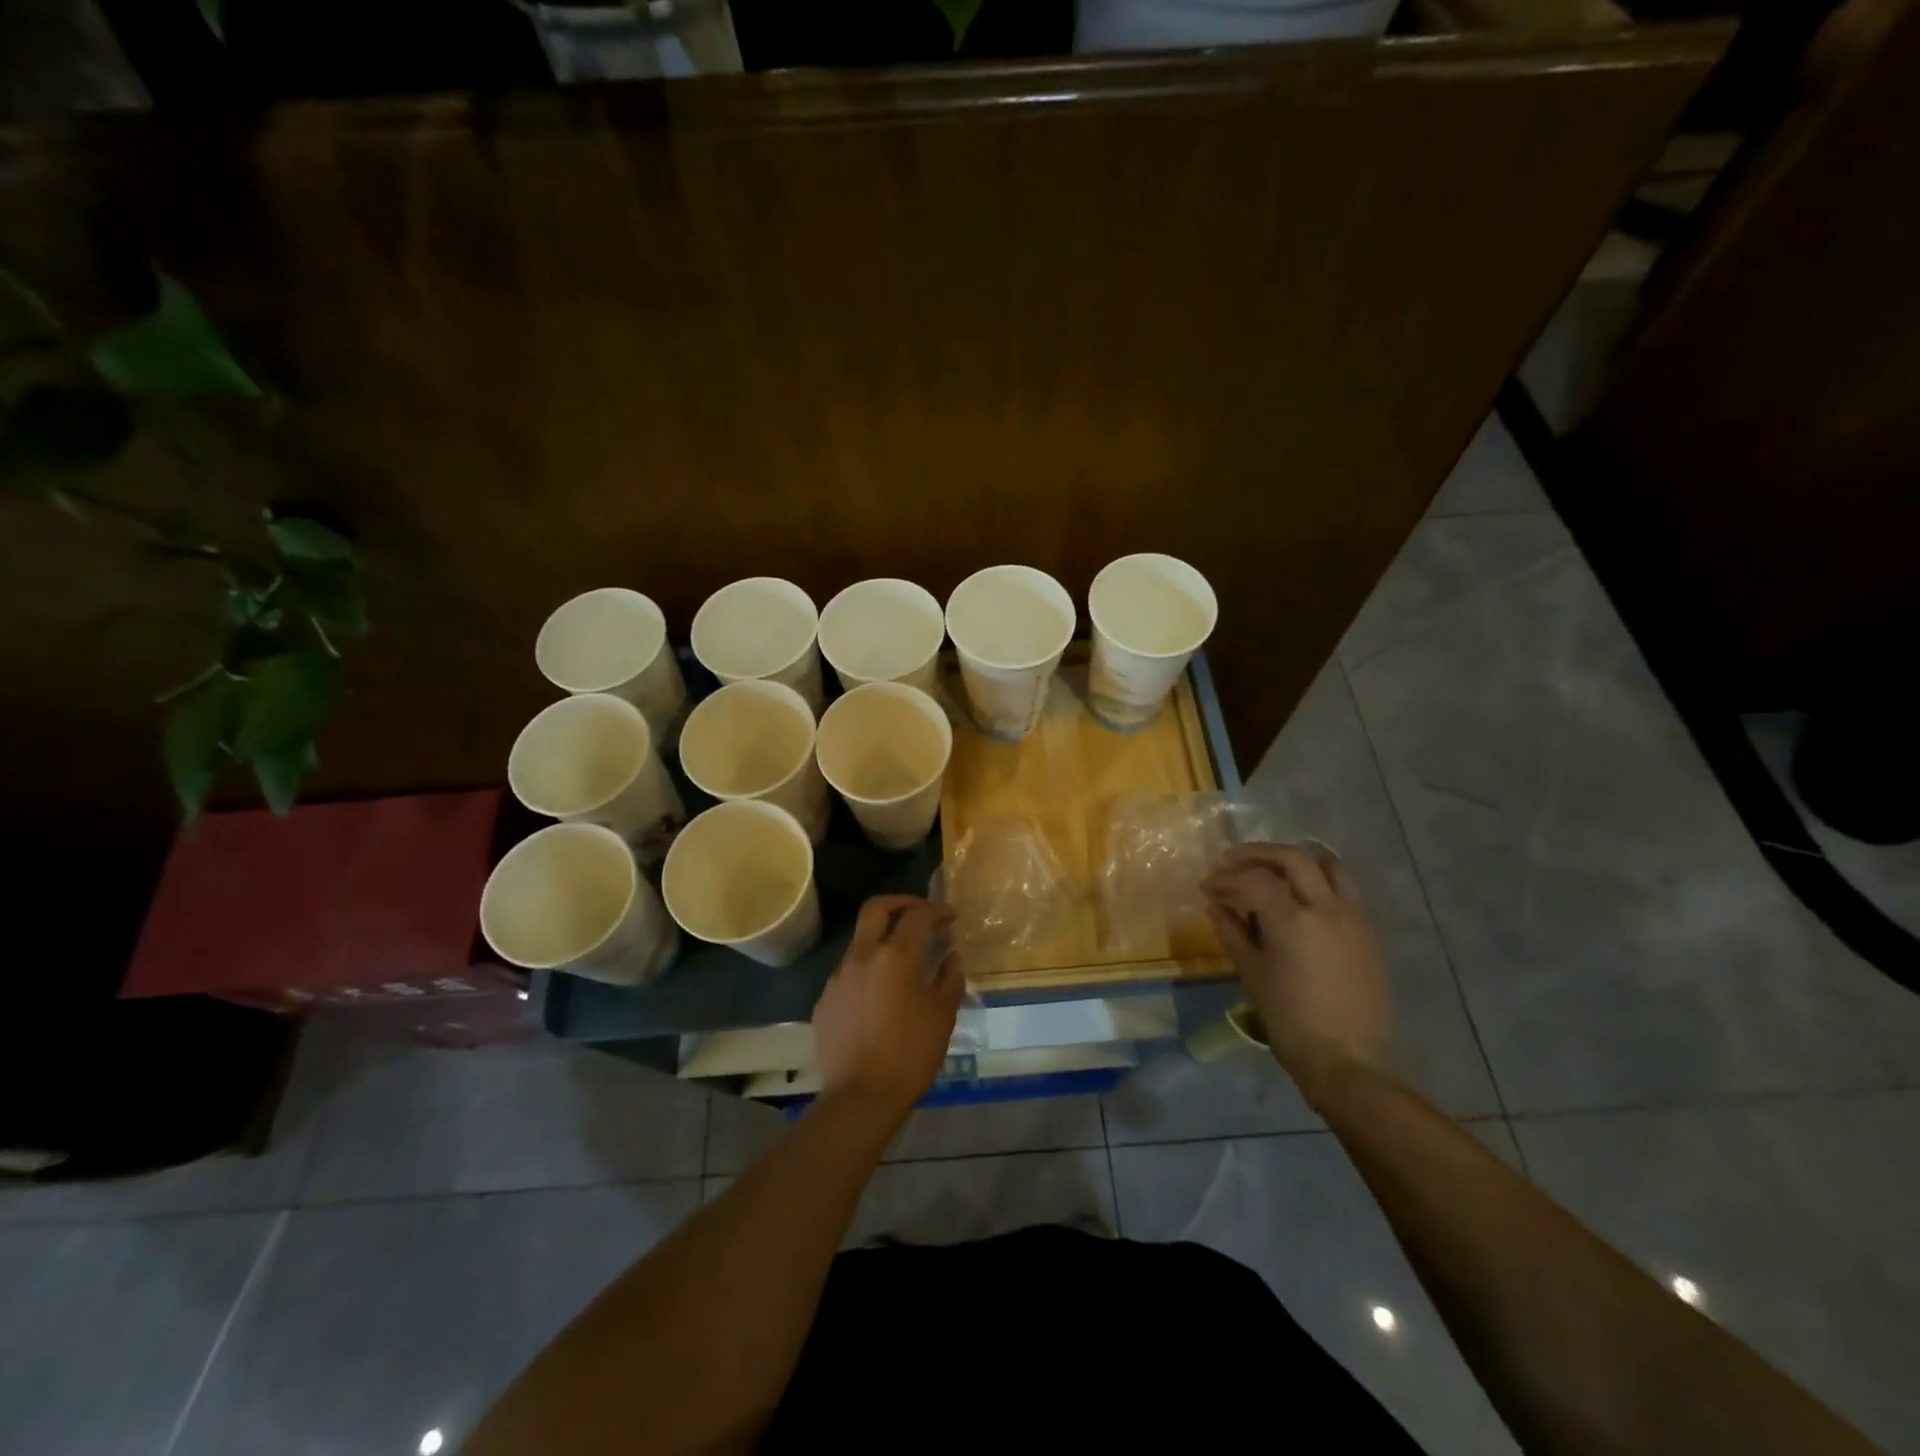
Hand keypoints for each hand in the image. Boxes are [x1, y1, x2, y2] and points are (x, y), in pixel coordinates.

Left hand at [813, 895, 963, 1121]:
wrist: (860, 1097)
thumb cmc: (909, 1054)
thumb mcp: (942, 1016)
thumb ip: (949, 979)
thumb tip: (951, 957)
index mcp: (894, 956)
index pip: (917, 916)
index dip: (936, 910)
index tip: (950, 916)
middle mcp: (862, 956)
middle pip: (876, 908)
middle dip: (901, 902)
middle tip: (920, 912)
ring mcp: (838, 977)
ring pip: (860, 940)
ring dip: (882, 938)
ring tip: (902, 958)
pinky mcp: (825, 1000)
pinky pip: (848, 972)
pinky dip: (867, 969)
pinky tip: (880, 993)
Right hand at [1201, 843, 1392, 1109]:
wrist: (1349, 1062)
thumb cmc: (1291, 1022)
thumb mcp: (1252, 974)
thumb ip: (1233, 932)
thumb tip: (1217, 905)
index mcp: (1293, 921)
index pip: (1254, 880)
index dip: (1226, 879)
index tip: (1207, 887)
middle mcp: (1328, 909)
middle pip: (1293, 858)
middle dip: (1258, 854)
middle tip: (1232, 862)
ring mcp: (1355, 919)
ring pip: (1329, 866)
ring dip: (1296, 862)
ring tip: (1273, 873)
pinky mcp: (1370, 933)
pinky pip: (1345, 891)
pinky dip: (1318, 883)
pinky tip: (1300, 902)